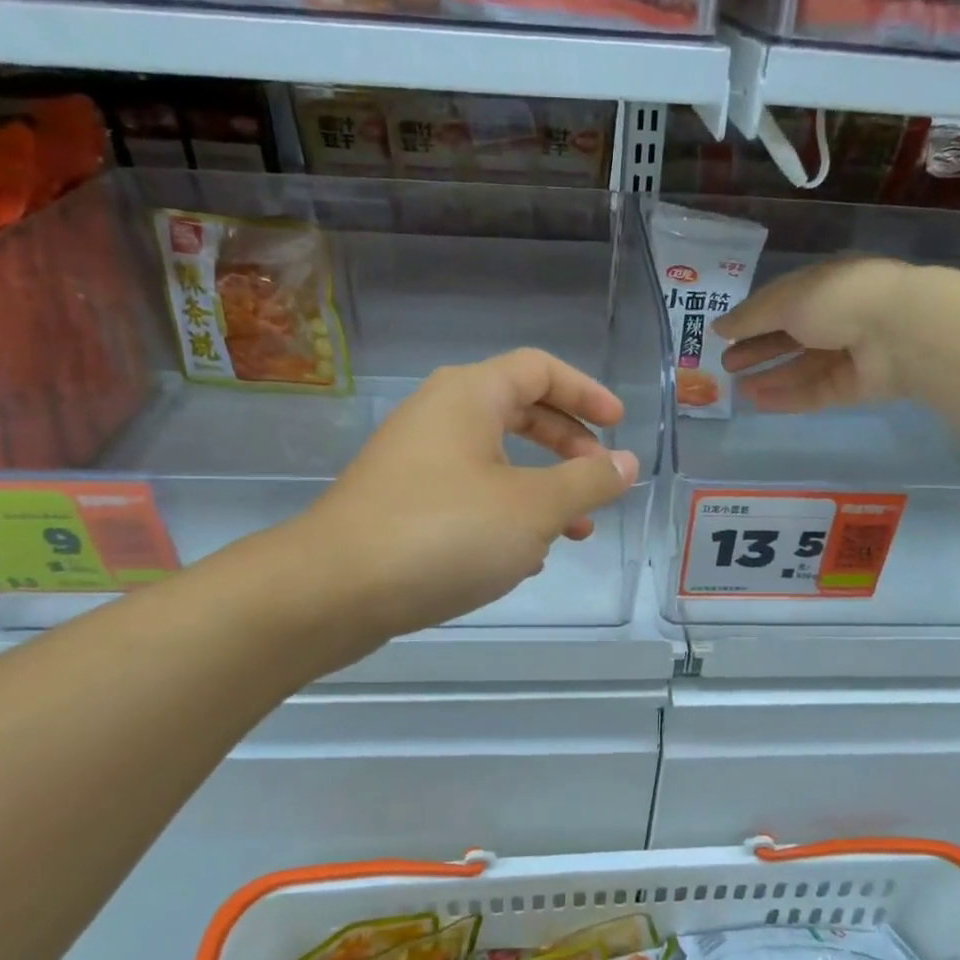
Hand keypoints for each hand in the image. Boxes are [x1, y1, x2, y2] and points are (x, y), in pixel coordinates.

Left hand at [288, 349, 638, 638]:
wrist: (333, 590)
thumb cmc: (445, 533)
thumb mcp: (533, 507)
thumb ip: (587, 481)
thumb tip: (626, 462)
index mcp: (469, 396)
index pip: (539, 369)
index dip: (586, 392)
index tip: (619, 425)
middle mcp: (439, 417)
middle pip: (519, 412)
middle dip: (567, 446)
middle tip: (600, 479)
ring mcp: (416, 462)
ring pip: (495, 462)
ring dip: (541, 490)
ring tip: (574, 533)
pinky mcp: (403, 506)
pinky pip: (469, 496)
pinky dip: (506, 515)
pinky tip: (523, 558)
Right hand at [712, 255, 924, 411]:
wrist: (899, 331)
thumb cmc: (838, 300)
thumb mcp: (785, 300)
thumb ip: (750, 316)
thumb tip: (718, 326)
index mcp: (824, 285)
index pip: (783, 302)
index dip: (753, 318)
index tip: (724, 334)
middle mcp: (837, 317)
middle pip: (790, 337)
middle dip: (758, 350)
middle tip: (727, 364)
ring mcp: (847, 354)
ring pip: (801, 368)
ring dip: (769, 376)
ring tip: (737, 388)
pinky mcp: (853, 386)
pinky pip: (814, 392)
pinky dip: (786, 397)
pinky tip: (758, 403)